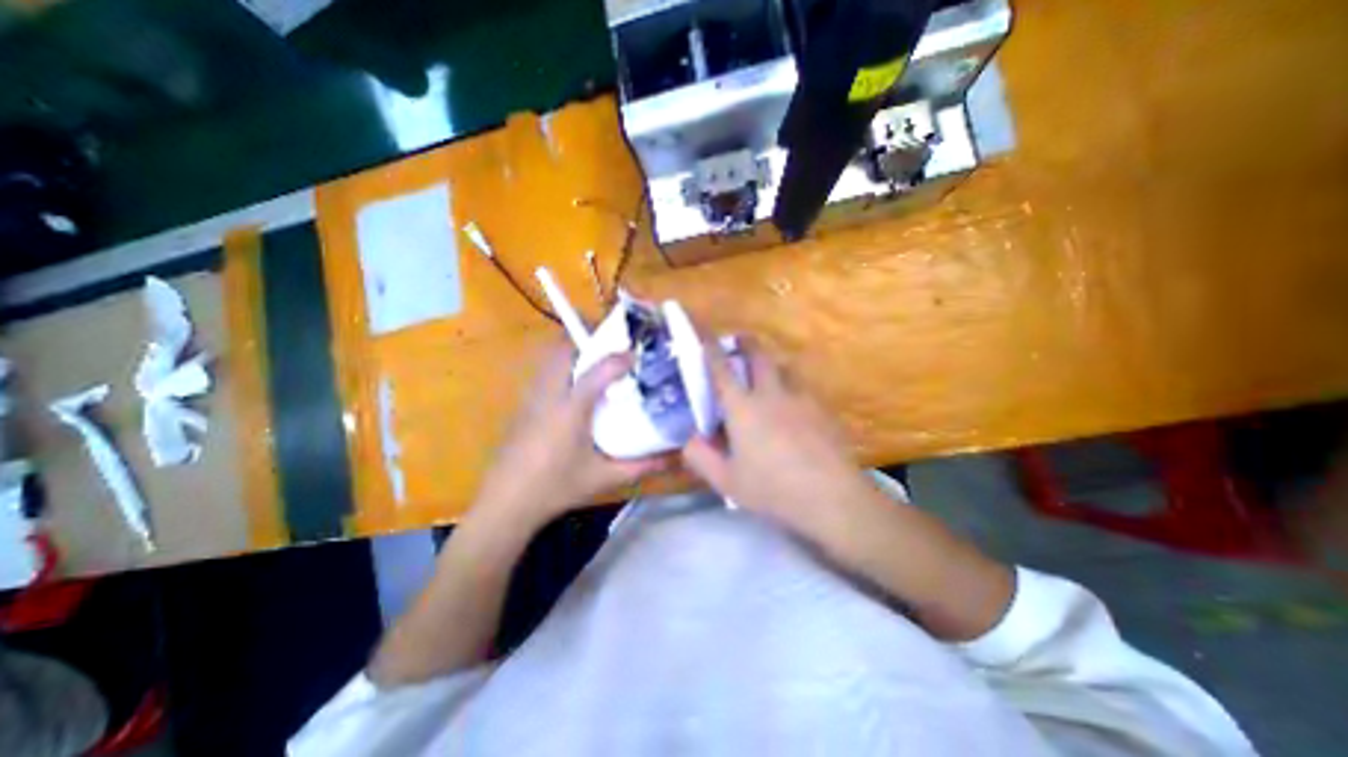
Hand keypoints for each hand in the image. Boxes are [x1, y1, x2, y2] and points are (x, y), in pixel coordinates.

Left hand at [471, 340, 671, 530]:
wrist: (505, 504)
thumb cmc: (556, 488)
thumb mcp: (605, 478)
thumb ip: (642, 466)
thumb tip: (674, 457)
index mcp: (571, 409)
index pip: (598, 370)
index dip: (620, 358)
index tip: (637, 355)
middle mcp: (549, 395)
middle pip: (564, 350)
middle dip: (589, 341)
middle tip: (613, 349)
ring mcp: (531, 398)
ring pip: (550, 359)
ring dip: (573, 352)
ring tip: (597, 362)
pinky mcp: (523, 406)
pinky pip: (543, 373)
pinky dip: (561, 367)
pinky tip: (574, 389)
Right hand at [681, 337, 879, 538]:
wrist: (832, 498)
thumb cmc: (773, 489)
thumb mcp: (726, 481)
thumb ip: (700, 457)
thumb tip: (690, 439)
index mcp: (743, 408)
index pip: (721, 369)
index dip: (710, 348)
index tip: (704, 333)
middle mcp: (772, 394)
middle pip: (759, 355)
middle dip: (746, 342)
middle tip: (739, 339)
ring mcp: (802, 398)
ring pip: (785, 366)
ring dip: (772, 362)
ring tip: (768, 371)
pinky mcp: (823, 409)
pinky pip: (803, 386)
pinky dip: (792, 385)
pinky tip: (794, 405)